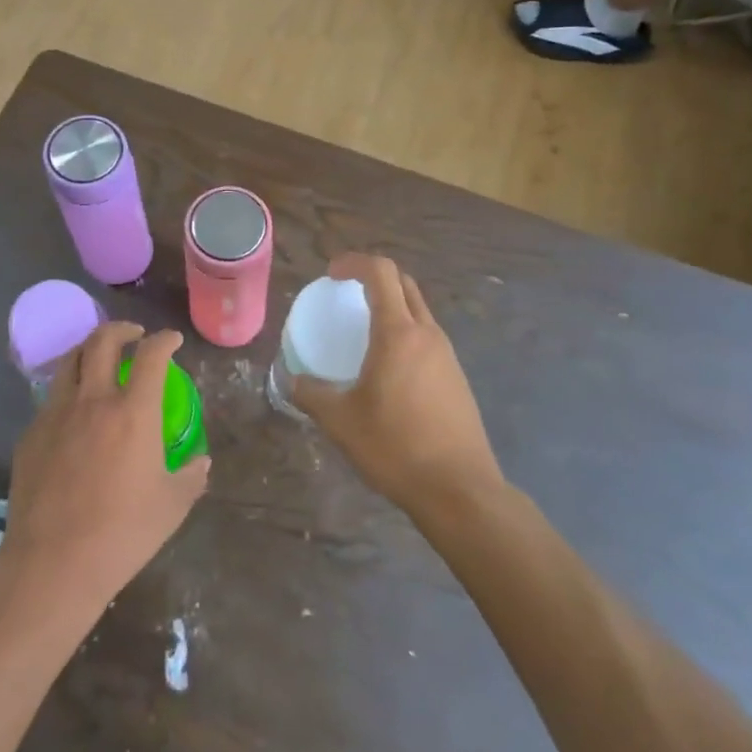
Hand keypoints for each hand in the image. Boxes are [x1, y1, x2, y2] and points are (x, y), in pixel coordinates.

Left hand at [2, 323, 210, 604]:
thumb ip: (191, 476)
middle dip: (122, 329)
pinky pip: (52, 398)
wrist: (53, 562)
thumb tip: (201, 461)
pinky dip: (69, 390)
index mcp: (133, 412)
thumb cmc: (122, 532)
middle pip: (102, 341)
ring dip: (89, 350)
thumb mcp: (172, 506)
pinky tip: (75, 412)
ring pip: (70, 361)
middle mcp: (93, 400)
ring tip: (101, 359)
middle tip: (135, 335)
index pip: (152, 356)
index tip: (171, 340)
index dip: (164, 340)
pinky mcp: (31, 434)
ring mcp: (56, 414)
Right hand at [292, 254, 503, 518]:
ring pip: (419, 311)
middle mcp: (427, 334)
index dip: (354, 262)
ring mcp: (448, 355)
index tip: (331, 274)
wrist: (459, 489)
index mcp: (398, 333)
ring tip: (364, 331)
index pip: (381, 273)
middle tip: (346, 293)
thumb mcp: (341, 421)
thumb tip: (292, 381)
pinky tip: (389, 369)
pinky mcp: (457, 378)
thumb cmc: (395, 447)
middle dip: (374, 278)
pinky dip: (405, 333)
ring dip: (392, 306)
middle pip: (404, 284)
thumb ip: (311, 394)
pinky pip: (428, 338)